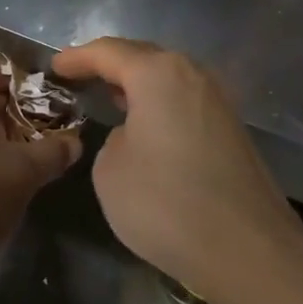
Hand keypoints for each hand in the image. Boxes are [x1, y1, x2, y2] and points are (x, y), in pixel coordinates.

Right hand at [52, 38, 302, 303]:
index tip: (54, 67)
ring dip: (137, 87)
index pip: (109, 53)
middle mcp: (193, 76)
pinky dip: (159, 107)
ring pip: (168, 81)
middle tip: (79, 77)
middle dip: (109, 65)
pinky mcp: (232, 131)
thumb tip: (135, 136)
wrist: (248, 251)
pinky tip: (145, 126)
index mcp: (158, 74)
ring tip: (109, 98)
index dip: (77, 59)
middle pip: (143, 58)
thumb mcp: (110, 169)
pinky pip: (184, 104)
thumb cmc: (166, 203)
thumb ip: (113, 139)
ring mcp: (218, 103)